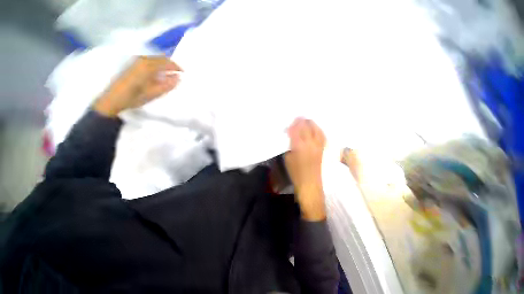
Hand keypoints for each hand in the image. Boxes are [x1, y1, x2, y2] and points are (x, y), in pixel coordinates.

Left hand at [94, 56, 182, 116]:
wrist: (113, 99)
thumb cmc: (135, 98)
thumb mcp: (154, 94)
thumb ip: (168, 85)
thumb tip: (178, 77)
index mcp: (148, 67)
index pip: (166, 62)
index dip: (176, 66)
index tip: (183, 72)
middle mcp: (142, 60)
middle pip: (160, 58)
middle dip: (170, 65)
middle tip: (177, 74)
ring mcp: (136, 61)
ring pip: (155, 59)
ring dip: (163, 65)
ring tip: (169, 75)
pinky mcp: (132, 65)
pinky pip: (149, 61)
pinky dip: (156, 66)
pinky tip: (158, 74)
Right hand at [284, 118, 326, 220]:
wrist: (311, 185)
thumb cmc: (296, 173)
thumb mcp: (288, 158)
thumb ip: (290, 145)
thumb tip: (291, 136)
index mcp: (299, 146)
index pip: (296, 130)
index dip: (294, 124)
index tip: (291, 121)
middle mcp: (310, 143)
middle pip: (307, 127)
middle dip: (302, 121)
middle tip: (298, 118)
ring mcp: (318, 146)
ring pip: (316, 129)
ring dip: (311, 123)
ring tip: (307, 120)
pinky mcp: (323, 149)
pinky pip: (322, 135)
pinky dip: (318, 130)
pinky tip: (315, 128)